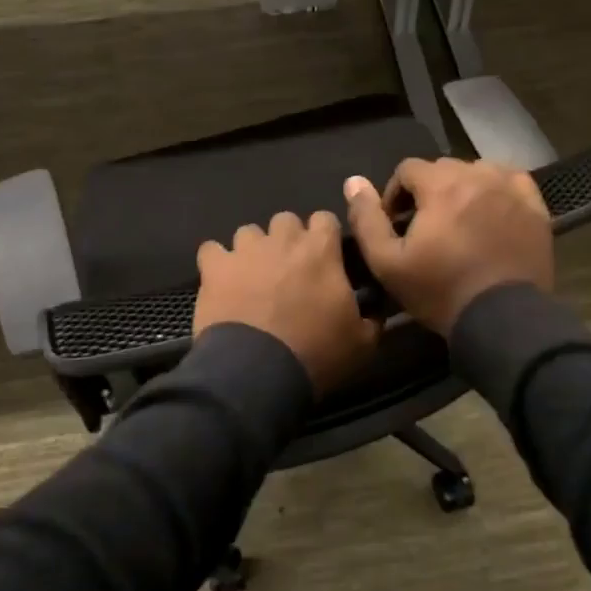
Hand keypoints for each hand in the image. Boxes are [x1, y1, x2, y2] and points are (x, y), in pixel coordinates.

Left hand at [194, 210, 378, 392]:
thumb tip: (377, 307)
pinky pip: (212, 250)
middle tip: (289, 271)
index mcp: (321, 250)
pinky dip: (217, 263)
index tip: (325, 259)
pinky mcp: (214, 267)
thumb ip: (372, 316)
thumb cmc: (316, 354)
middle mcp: (283, 239)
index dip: (324, 238)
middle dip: (288, 240)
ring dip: (254, 250)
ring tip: (253, 278)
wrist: (256, 372)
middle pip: (286, 220)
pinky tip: (221, 281)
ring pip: (249, 232)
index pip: (325, 219)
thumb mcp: (362, 343)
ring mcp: (245, 250)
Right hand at [342, 159, 552, 335]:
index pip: (408, 169)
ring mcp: (510, 190)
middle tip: (425, 227)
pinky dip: (497, 189)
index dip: (395, 194)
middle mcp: (478, 176)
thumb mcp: (387, 262)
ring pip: (478, 171)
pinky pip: (512, 181)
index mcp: (441, 185)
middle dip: (428, 192)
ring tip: (459, 221)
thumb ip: (367, 219)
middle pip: (443, 169)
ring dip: (462, 188)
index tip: (396, 225)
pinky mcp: (535, 208)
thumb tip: (354, 181)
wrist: (502, 319)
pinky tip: (492, 211)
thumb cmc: (440, 290)